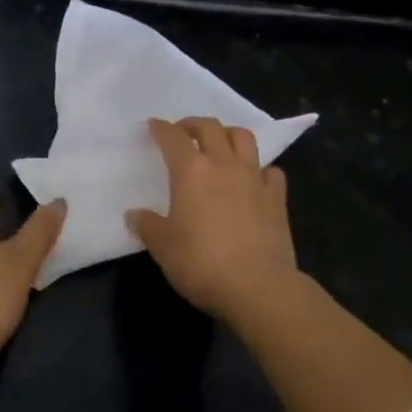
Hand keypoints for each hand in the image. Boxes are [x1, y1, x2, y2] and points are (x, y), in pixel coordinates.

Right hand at [126, 117, 297, 321]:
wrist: (257, 286)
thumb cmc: (201, 262)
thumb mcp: (163, 247)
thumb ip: (148, 226)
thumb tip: (134, 214)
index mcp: (191, 171)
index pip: (173, 137)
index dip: (161, 128)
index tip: (153, 126)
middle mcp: (223, 164)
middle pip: (210, 127)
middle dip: (193, 124)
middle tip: (184, 133)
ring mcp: (254, 179)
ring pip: (244, 138)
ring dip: (228, 135)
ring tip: (220, 146)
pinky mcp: (278, 198)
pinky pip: (271, 171)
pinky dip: (261, 169)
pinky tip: (254, 180)